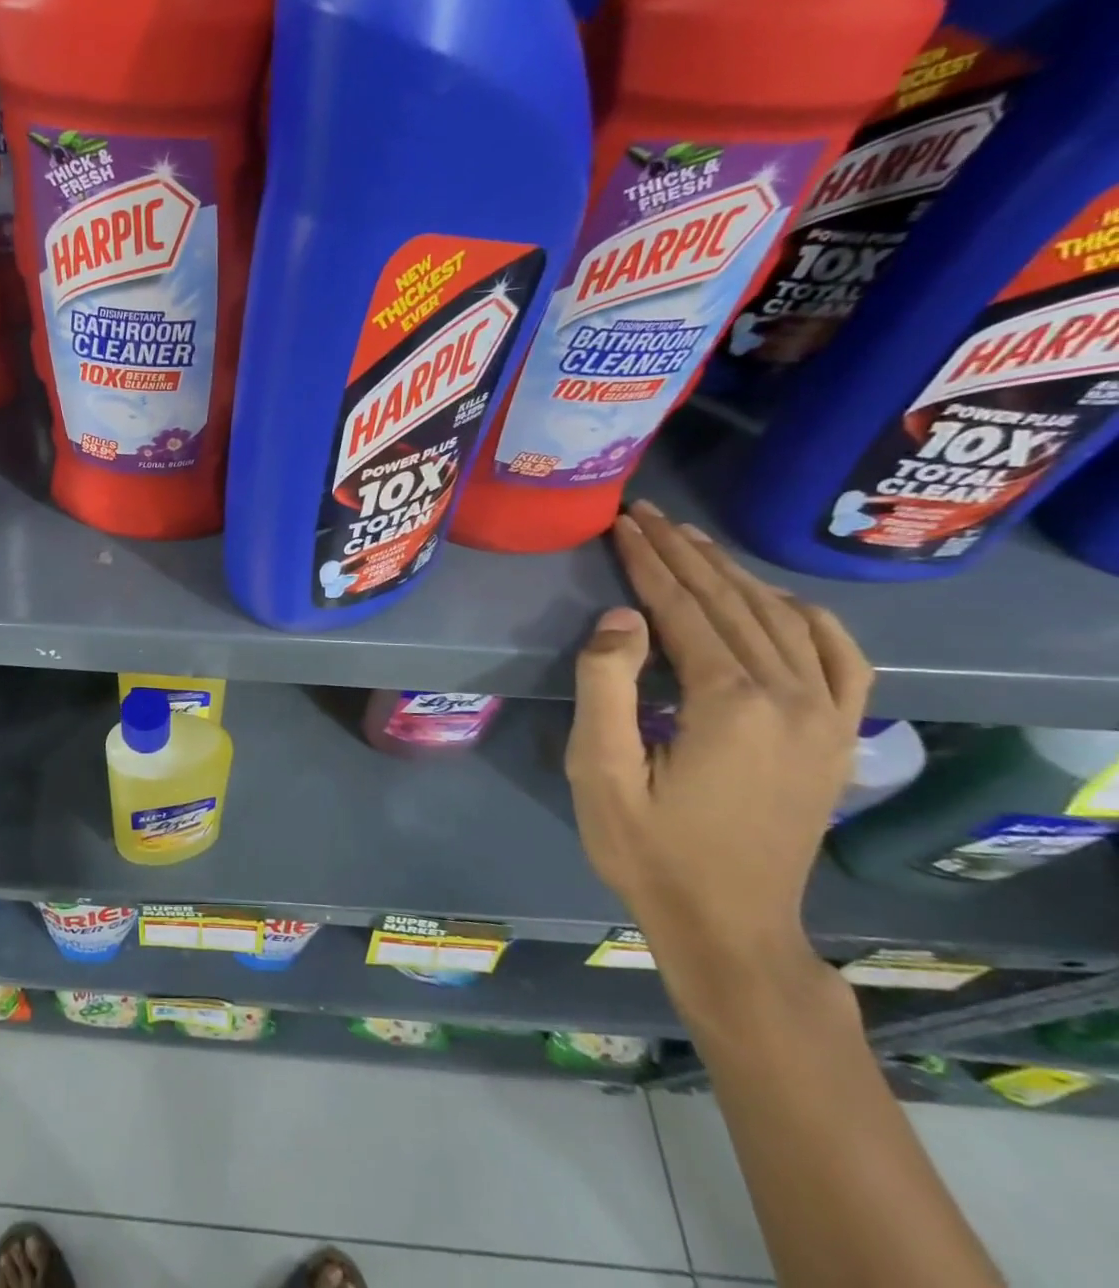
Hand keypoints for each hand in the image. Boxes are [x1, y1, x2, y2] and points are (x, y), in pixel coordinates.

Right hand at [564, 502, 873, 1003]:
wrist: (730, 925)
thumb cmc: (649, 849)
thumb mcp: (600, 771)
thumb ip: (607, 686)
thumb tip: (621, 616)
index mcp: (731, 703)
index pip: (685, 609)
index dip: (649, 562)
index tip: (623, 522)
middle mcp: (792, 697)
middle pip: (734, 602)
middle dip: (686, 553)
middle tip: (648, 515)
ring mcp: (828, 717)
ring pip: (784, 619)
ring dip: (735, 574)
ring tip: (694, 543)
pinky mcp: (840, 737)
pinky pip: (841, 657)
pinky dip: (807, 617)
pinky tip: (779, 602)